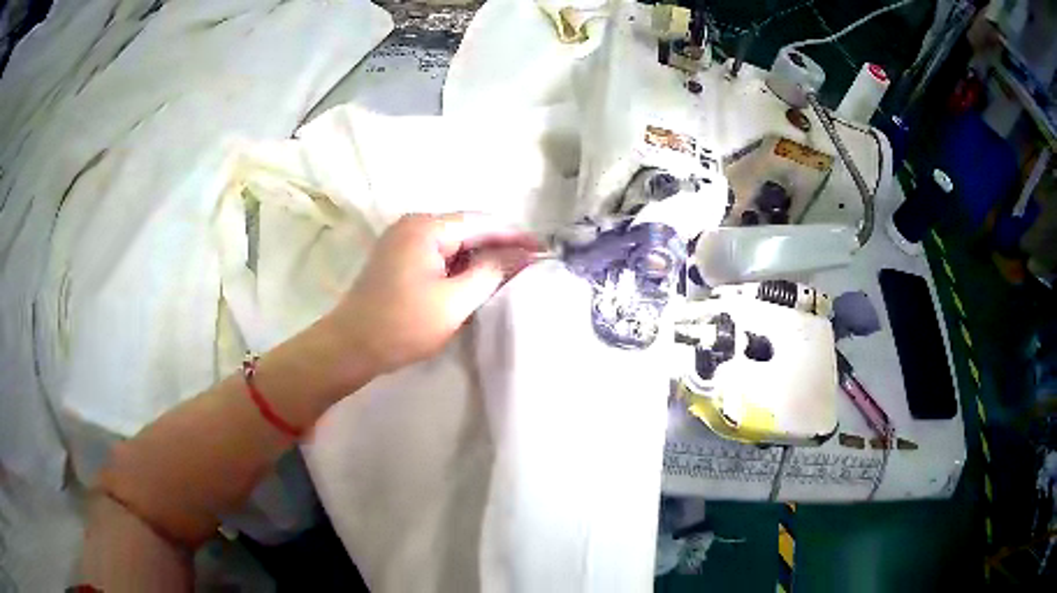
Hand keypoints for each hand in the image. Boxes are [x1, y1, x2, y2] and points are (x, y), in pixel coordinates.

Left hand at [328, 212, 540, 373]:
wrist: (350, 347)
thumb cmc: (403, 325)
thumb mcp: (455, 301)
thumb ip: (492, 271)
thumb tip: (523, 254)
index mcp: (427, 227)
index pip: (483, 222)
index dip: (516, 236)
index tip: (544, 251)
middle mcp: (414, 224)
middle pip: (468, 228)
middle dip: (499, 245)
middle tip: (530, 265)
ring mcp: (403, 239)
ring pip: (454, 242)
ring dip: (480, 257)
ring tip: (510, 274)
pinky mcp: (399, 257)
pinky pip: (439, 253)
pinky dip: (460, 266)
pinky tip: (476, 280)